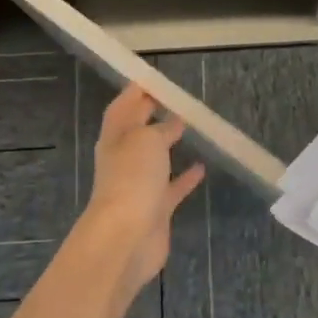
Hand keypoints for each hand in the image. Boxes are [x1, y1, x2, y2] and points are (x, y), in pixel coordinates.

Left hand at [86, 86, 206, 294]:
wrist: (126, 238)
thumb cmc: (132, 179)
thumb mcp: (147, 141)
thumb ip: (160, 129)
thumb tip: (172, 123)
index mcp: (115, 138)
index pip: (122, 108)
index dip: (134, 93)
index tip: (151, 78)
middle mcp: (124, 160)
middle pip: (136, 131)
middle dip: (149, 114)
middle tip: (173, 98)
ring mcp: (139, 186)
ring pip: (154, 158)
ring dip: (167, 144)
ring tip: (189, 127)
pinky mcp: (156, 209)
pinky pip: (172, 187)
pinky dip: (185, 177)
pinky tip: (202, 167)